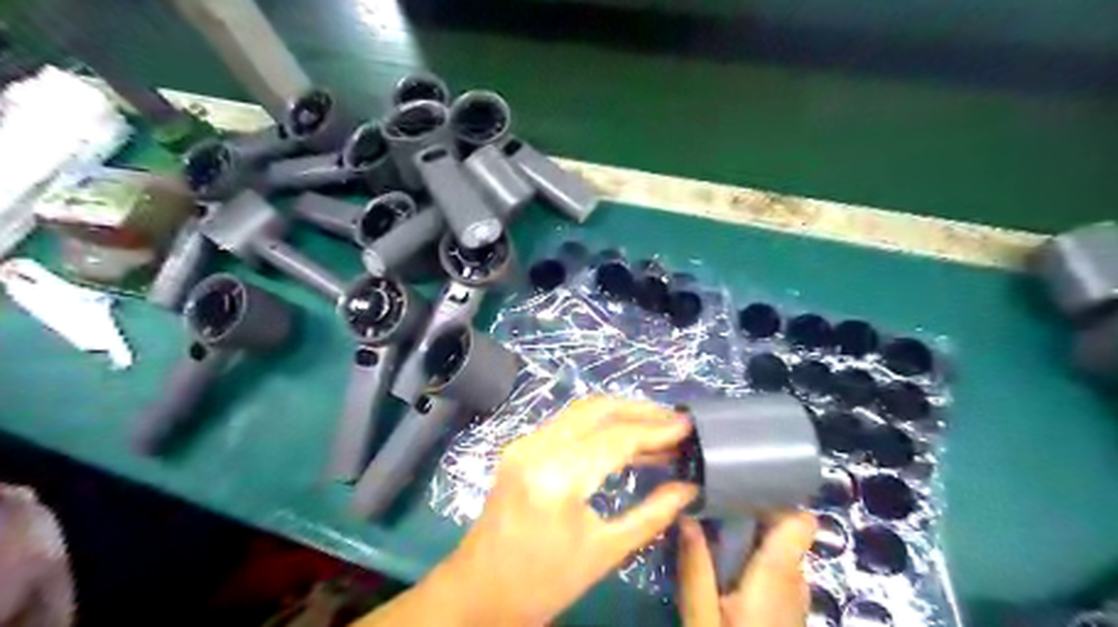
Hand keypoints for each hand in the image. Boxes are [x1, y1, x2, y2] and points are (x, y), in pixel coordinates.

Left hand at [440, 400, 695, 623]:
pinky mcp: (520, 447)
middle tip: (674, 422)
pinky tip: (623, 441)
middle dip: (640, 411)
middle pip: (597, 409)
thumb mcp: (604, 552)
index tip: (688, 427)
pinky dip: (598, 426)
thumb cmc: (543, 583)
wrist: (478, 594)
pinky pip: (567, 424)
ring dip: (620, 415)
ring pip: (581, 411)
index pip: (617, 437)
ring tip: (656, 429)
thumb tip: (689, 489)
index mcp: (557, 476)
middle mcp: (537, 447)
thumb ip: (652, 514)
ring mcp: (524, 443)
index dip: (657, 430)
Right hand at [678, 511, 818, 623]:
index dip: (775, 497)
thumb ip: (696, 566)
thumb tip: (685, 515)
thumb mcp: (701, 614)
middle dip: (750, 511)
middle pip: (783, 529)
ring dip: (749, 534)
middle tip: (711, 502)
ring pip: (778, 547)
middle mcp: (796, 578)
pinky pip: (776, 567)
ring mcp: (795, 594)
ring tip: (711, 526)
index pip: (800, 519)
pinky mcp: (788, 607)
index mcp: (779, 572)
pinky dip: (752, 556)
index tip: (739, 485)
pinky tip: (723, 561)